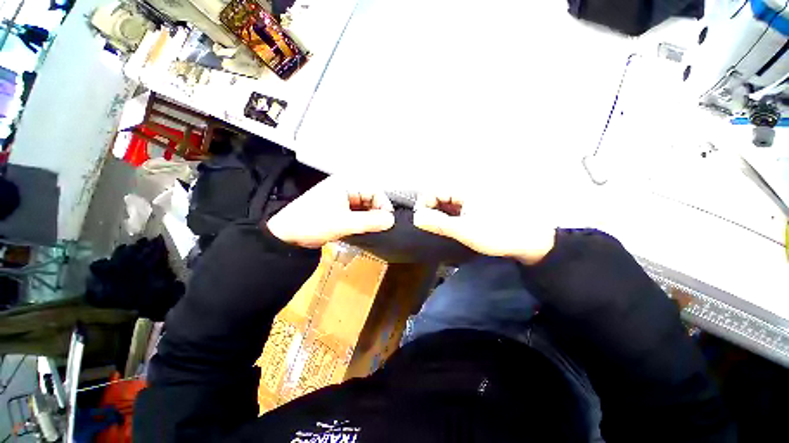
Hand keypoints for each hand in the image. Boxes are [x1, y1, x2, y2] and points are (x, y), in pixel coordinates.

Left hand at [267, 176, 394, 248]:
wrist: (286, 235)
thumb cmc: (312, 223)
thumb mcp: (344, 223)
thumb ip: (370, 222)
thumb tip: (391, 220)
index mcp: (346, 183)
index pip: (375, 191)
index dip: (383, 206)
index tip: (387, 221)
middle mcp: (345, 187)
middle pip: (370, 198)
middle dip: (376, 212)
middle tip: (378, 227)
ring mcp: (341, 197)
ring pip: (364, 206)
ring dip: (369, 217)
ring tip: (369, 229)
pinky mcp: (338, 207)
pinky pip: (357, 211)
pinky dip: (361, 220)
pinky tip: (360, 228)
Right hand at [412, 193, 555, 263]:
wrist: (530, 241)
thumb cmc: (498, 234)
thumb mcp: (465, 231)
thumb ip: (439, 224)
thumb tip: (417, 218)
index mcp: (465, 190)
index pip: (435, 190)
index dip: (425, 203)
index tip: (422, 221)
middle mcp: (468, 189)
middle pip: (440, 194)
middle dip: (431, 209)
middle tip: (431, 227)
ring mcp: (472, 198)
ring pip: (447, 202)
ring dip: (440, 214)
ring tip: (441, 229)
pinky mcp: (477, 206)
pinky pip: (457, 207)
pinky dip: (450, 216)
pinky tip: (452, 227)